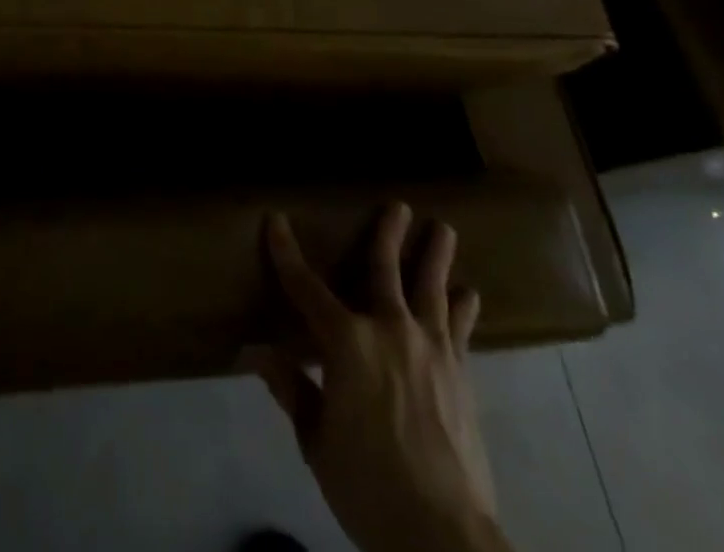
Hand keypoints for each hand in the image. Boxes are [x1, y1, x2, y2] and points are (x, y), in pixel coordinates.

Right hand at [248, 204, 509, 551]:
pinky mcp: (461, 373)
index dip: (287, 252)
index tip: (276, 220)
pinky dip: (463, 308)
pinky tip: (468, 295)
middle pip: (386, 269)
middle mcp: (389, 329)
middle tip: (398, 205)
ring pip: (432, 288)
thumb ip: (292, 388)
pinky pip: (461, 329)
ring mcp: (431, 348)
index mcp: (346, 342)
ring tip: (444, 229)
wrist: (443, 535)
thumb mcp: (317, 441)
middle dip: (388, 233)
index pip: (306, 288)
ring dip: (436, 256)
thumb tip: (255, 351)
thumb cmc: (368, 485)